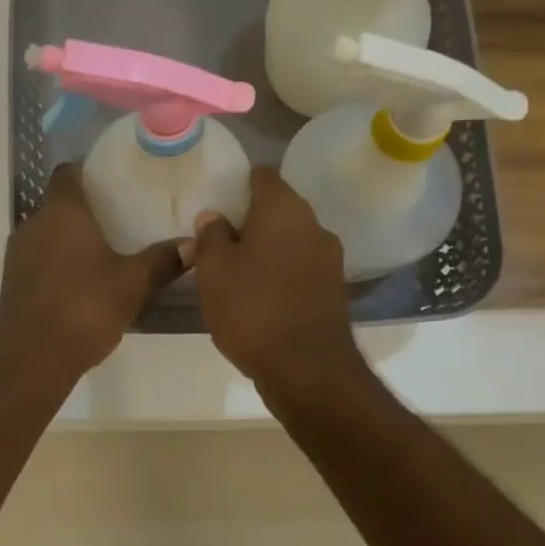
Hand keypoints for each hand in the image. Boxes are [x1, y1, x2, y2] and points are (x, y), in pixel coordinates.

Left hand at [0, 164, 185, 378]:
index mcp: (62, 212)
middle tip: (117, 219)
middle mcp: (33, 224)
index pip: (67, 173)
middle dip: (84, 210)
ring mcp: (17, 254)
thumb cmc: (84, 308)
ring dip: (68, 239)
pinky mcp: (11, 282)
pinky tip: (80, 283)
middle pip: (57, 204)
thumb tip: (193, 244)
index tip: (110, 181)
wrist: (31, 360)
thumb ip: (162, 261)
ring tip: (102, 252)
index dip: (86, 172)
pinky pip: (37, 260)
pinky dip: (56, 263)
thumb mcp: (133, 284)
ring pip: (46, 233)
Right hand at [190, 167, 359, 391]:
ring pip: (290, 241)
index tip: (219, 198)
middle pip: (278, 209)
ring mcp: (329, 260)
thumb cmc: (253, 308)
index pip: (263, 176)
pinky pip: (300, 270)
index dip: (240, 182)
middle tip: (219, 240)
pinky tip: (258, 297)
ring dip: (266, 250)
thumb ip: (210, 236)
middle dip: (250, 220)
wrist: (307, 370)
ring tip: (235, 272)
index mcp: (284, 209)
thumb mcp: (214, 270)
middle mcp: (313, 226)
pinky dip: (280, 275)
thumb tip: (214, 217)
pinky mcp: (333, 291)